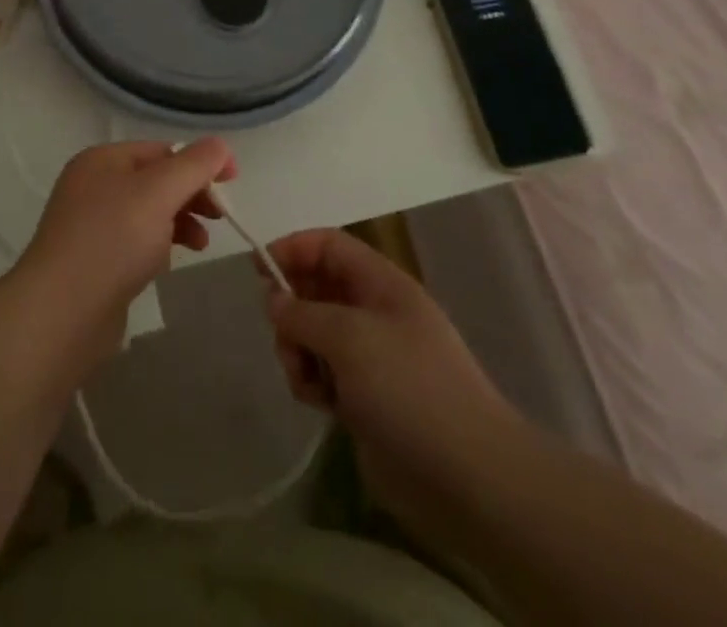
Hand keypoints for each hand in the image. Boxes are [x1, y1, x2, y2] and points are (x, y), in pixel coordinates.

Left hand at [15, 139, 237, 357]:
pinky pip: (135, 242)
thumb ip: (193, 166)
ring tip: (201, 244)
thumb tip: (221, 146)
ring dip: (180, 221)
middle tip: (220, 218)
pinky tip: (169, 263)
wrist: (61, 313)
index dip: (200, 162)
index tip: (233, 182)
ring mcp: (91, 224)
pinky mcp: (94, 260)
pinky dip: (158, 245)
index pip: (162, 150)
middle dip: (191, 194)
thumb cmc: (112, 241)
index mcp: (103, 159)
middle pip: (156, 180)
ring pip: (148, 212)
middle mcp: (93, 185)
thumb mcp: (159, 193)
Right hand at [265, 229, 515, 487]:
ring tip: (305, 378)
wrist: (469, 481)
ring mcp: (371, 356)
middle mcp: (375, 311)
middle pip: (316, 287)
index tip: (257, 269)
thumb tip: (273, 300)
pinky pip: (322, 372)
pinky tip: (318, 402)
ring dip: (298, 349)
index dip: (292, 248)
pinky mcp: (365, 397)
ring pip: (313, 332)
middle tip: (283, 335)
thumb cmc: (410, 389)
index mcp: (381, 283)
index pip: (328, 245)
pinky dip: (311, 380)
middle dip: (291, 306)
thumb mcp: (350, 337)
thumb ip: (303, 313)